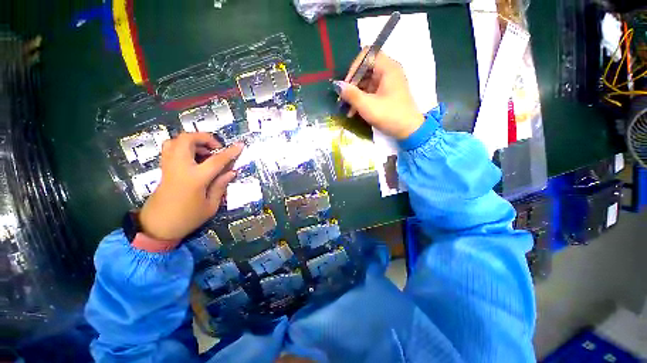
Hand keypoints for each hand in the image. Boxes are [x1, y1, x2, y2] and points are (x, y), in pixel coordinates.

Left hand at [139, 133, 243, 241]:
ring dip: (193, 141)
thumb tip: (231, 172)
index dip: (230, 152)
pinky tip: (193, 158)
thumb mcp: (211, 206)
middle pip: (187, 140)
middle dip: (204, 138)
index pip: (216, 160)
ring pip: (176, 140)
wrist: (158, 226)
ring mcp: (169, 166)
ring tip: (205, 152)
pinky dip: (183, 146)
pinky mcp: (164, 168)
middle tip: (216, 148)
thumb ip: (220, 186)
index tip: (240, 145)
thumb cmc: (187, 218)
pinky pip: (170, 148)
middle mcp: (180, 167)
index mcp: (195, 178)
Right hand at [334, 48, 423, 139]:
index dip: (354, 68)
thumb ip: (351, 94)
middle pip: (365, 69)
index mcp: (388, 68)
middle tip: (344, 99)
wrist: (409, 130)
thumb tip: (337, 85)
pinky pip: (371, 91)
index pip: (366, 55)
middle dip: (353, 84)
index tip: (347, 85)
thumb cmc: (389, 115)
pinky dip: (362, 99)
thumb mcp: (367, 106)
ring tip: (347, 110)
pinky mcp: (387, 93)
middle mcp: (389, 71)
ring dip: (355, 94)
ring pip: (366, 82)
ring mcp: (388, 83)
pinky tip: (354, 112)